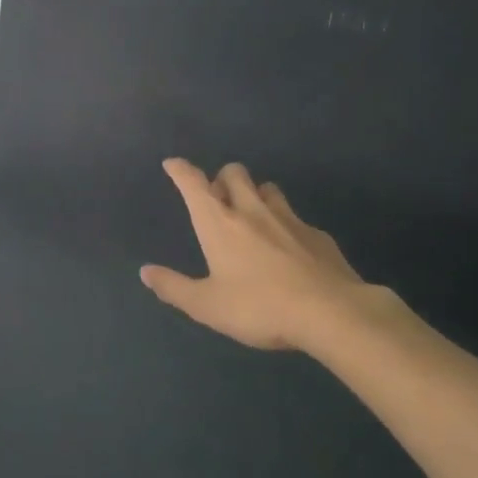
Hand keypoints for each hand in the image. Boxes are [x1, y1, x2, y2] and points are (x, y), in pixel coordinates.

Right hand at [141, 159, 396, 352]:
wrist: (332, 313)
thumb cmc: (259, 307)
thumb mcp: (207, 306)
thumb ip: (174, 287)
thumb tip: (145, 271)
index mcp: (219, 223)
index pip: (194, 184)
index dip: (180, 170)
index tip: (172, 164)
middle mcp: (252, 211)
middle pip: (235, 173)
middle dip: (222, 177)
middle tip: (218, 198)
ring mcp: (289, 219)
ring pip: (268, 188)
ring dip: (255, 194)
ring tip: (252, 214)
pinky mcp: (317, 235)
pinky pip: (296, 217)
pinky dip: (285, 223)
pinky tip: (288, 246)